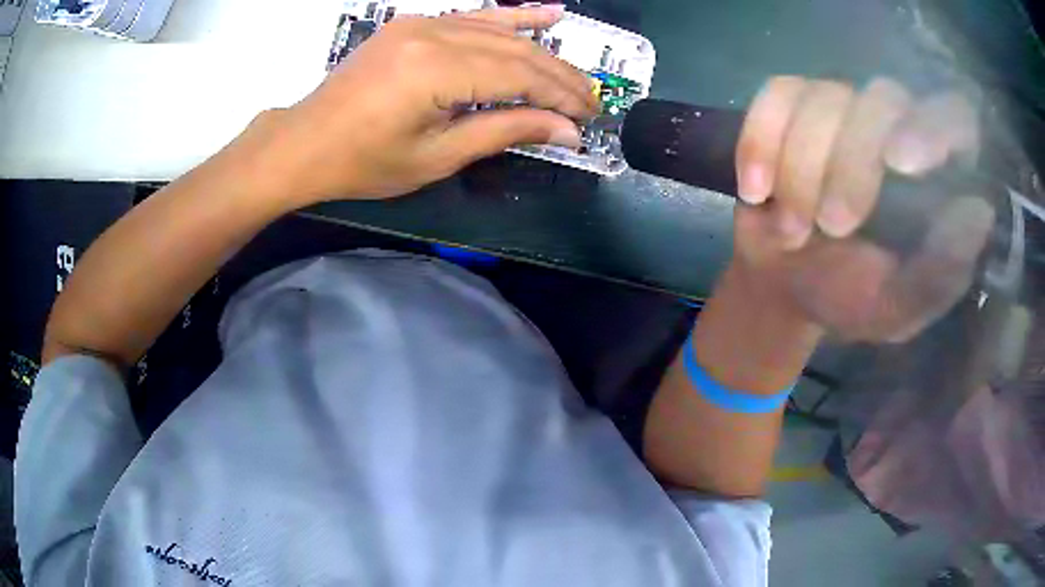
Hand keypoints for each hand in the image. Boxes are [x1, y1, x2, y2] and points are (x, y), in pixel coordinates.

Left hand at [248, 5, 598, 204]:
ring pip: (500, 31)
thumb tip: (565, 131)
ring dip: (543, 53)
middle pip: (516, 50)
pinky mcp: (415, 25)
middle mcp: (433, 34)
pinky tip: (547, 15)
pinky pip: (473, 16)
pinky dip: (512, 17)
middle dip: (560, 77)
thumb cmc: (363, 162)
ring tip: (578, 74)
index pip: (520, 75)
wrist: (306, 142)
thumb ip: (504, 132)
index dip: (560, 96)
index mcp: (436, 70)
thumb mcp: (437, 156)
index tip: (588, 118)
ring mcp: (422, 24)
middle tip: (591, 101)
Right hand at [732, 77, 994, 342]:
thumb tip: (980, 210)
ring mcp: (841, 107)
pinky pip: (774, 98)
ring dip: (801, 170)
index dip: (933, 126)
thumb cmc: (847, 298)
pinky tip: (757, 191)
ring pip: (824, 98)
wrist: (783, 282)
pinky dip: (760, 144)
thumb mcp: (897, 308)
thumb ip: (941, 273)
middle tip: (832, 226)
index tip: (899, 163)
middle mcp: (894, 126)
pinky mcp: (790, 104)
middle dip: (851, 165)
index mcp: (933, 176)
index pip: (954, 117)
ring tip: (792, 229)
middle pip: (882, 99)